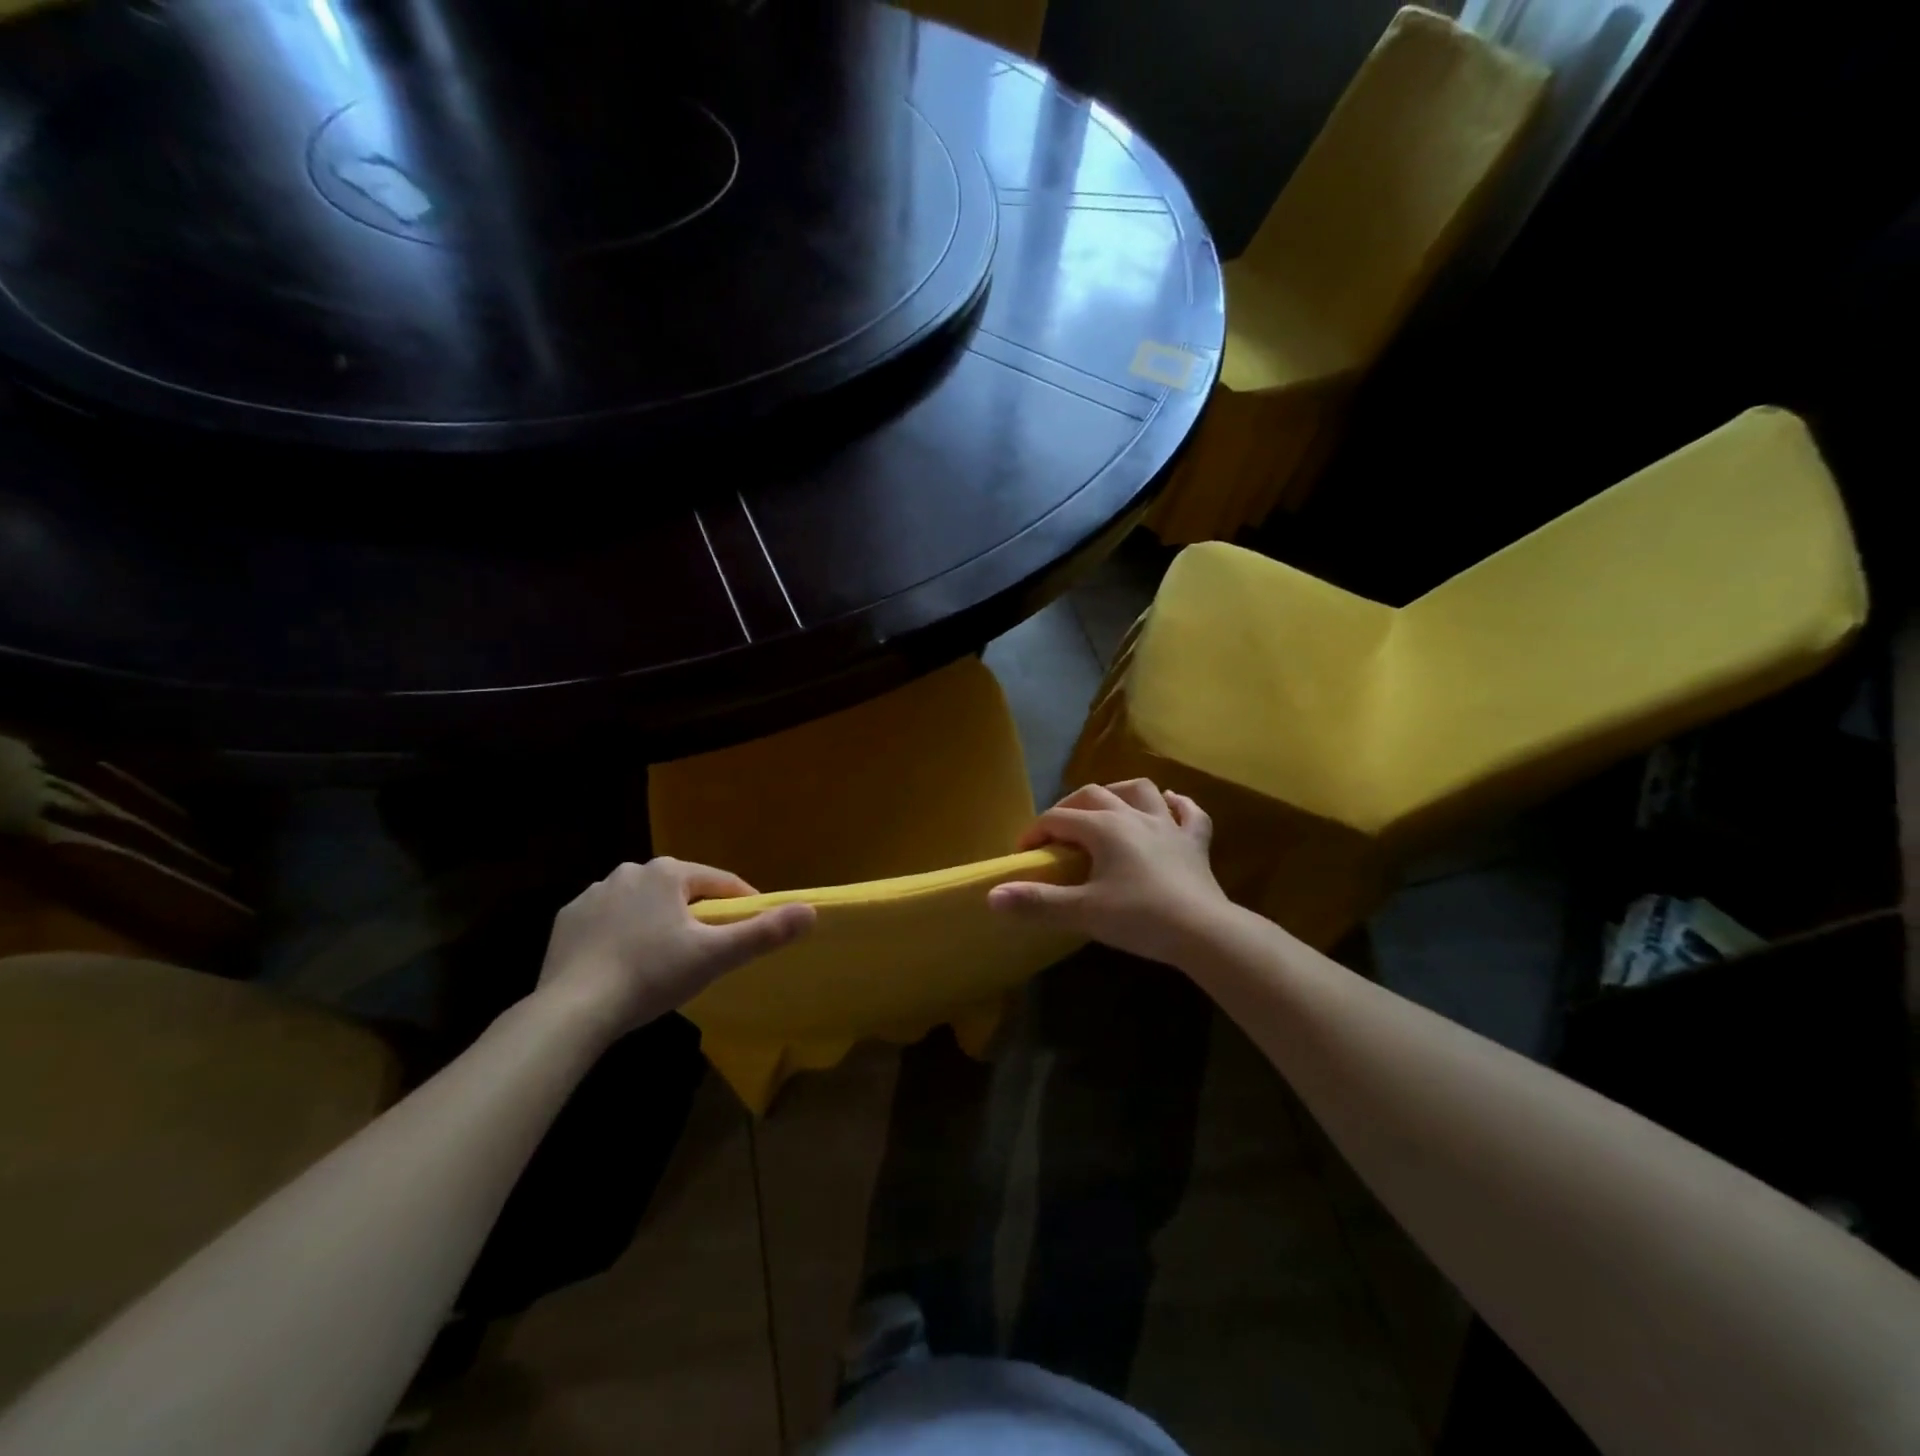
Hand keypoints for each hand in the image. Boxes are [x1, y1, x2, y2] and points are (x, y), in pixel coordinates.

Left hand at [537, 858, 814, 1035]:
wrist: (572, 1010)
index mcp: (668, 873)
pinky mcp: (568, 919)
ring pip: (644, 904)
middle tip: (707, 951)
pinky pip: (609, 920)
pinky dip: (623, 934)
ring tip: (666, 959)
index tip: (752, 928)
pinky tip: (624, 962)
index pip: (719, 882)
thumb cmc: (651, 975)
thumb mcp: (715, 956)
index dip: (741, 904)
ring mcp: (594, 893)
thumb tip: (811, 911)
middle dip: (697, 914)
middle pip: (681, 891)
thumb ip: (764, 932)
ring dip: (659, 922)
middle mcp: (630, 871)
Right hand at [987, 779, 1233, 967]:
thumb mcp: (1083, 912)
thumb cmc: (1140, 918)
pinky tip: (1170, 805)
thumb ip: (1037, 902)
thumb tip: (992, 895)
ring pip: (1141, 791)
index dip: (1035, 832)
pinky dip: (1177, 805)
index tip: (1023, 854)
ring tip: (1107, 807)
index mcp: (1104, 828)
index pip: (1058, 819)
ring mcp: (1169, 826)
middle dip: (1069, 808)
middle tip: (1056, 833)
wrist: (1204, 932)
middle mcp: (1134, 816)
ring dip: (1119, 793)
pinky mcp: (1196, 843)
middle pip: (1094, 796)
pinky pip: (1189, 813)